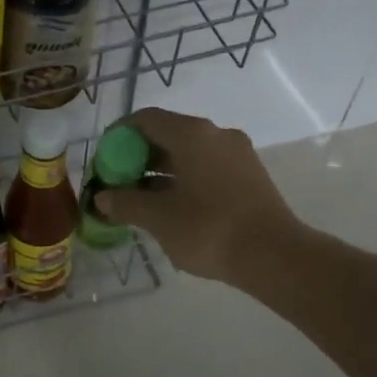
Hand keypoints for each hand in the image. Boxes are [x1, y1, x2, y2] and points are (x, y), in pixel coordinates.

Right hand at [94, 108, 297, 283]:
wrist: (274, 256)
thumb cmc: (209, 229)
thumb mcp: (158, 218)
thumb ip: (125, 203)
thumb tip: (103, 199)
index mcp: (192, 134)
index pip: (145, 119)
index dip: (118, 137)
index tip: (103, 161)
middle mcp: (216, 134)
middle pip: (166, 135)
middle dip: (137, 158)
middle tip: (117, 185)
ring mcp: (237, 154)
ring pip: (187, 154)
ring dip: (159, 173)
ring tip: (139, 201)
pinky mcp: (249, 176)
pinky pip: (205, 168)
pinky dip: (182, 180)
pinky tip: (171, 209)